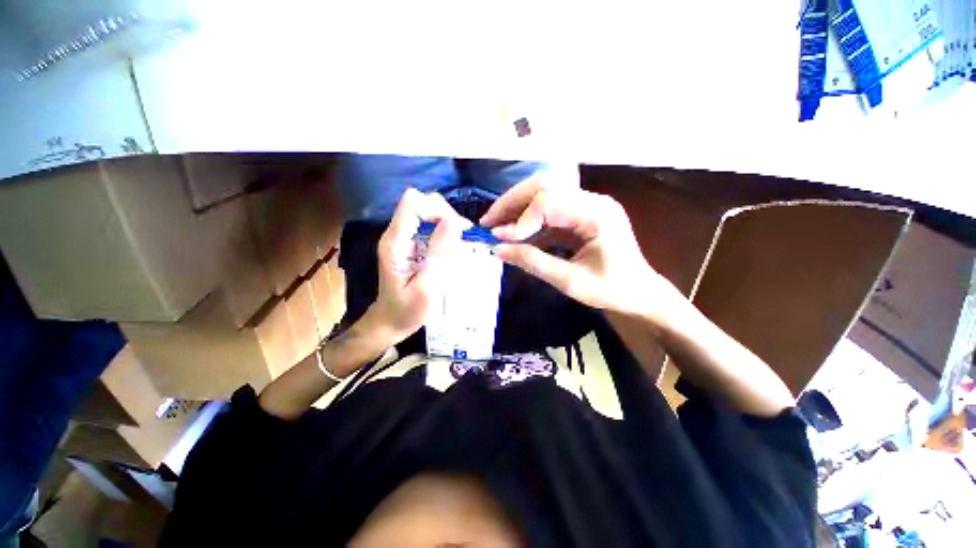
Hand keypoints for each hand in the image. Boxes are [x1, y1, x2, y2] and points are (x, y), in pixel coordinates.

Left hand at [365, 188, 470, 342]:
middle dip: (446, 216)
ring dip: (449, 224)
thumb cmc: (407, 310)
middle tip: (462, 239)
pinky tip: (453, 250)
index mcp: (396, 242)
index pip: (414, 203)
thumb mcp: (427, 286)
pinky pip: (431, 226)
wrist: (391, 321)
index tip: (457, 230)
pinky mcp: (412, 243)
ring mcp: (404, 237)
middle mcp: (397, 234)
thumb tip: (454, 222)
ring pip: (429, 212)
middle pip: (423, 203)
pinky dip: (446, 233)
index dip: (438, 209)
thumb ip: (439, 254)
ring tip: (460, 246)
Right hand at [481, 179, 671, 317]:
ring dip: (517, 206)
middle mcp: (592, 200)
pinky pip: (549, 208)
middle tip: (488, 222)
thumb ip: (533, 262)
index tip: (497, 239)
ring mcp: (587, 204)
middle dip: (511, 202)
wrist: (639, 293)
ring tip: (496, 224)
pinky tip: (515, 231)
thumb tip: (497, 249)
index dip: (519, 220)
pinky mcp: (580, 213)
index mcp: (597, 214)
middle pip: (544, 186)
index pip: (548, 202)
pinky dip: (528, 218)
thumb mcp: (570, 282)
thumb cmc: (611, 290)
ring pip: (544, 192)